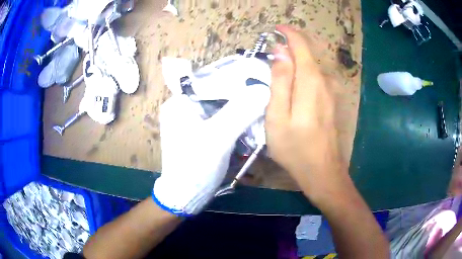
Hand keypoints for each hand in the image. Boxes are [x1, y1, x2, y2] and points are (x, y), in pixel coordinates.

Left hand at [153, 85, 269, 215]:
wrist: (185, 196)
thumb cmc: (195, 166)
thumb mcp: (218, 137)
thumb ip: (240, 112)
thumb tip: (262, 89)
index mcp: (180, 102)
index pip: (211, 81)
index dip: (235, 79)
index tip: (259, 80)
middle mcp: (183, 107)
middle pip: (216, 93)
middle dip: (238, 95)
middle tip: (263, 93)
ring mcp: (190, 120)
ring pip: (219, 106)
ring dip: (238, 108)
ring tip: (260, 104)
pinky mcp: (198, 132)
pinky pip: (218, 119)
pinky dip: (233, 119)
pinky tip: (249, 120)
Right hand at [266, 26, 346, 203]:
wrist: (322, 171)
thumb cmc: (295, 147)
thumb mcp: (278, 115)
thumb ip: (280, 80)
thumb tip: (280, 52)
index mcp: (310, 81)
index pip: (301, 45)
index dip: (289, 33)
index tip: (275, 30)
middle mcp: (324, 81)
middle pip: (308, 53)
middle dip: (290, 47)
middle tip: (270, 54)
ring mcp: (330, 91)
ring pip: (311, 65)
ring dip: (295, 61)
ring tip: (277, 70)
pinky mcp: (331, 101)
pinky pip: (315, 77)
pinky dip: (302, 72)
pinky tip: (292, 85)